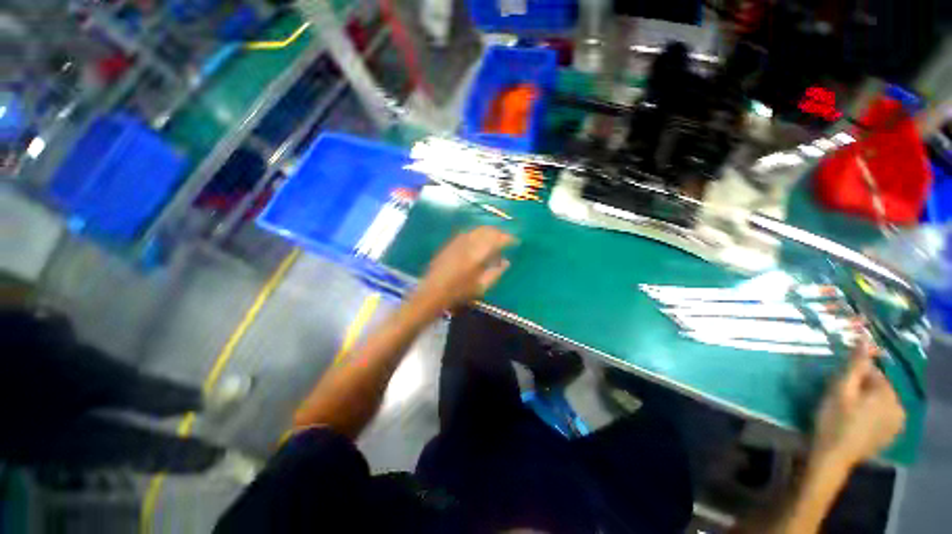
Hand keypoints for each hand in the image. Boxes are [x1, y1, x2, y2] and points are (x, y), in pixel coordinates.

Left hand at [410, 227, 514, 315]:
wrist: (432, 293)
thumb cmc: (458, 293)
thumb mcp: (481, 287)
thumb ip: (496, 272)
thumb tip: (507, 261)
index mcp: (477, 254)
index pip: (497, 239)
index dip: (509, 238)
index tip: (516, 241)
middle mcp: (468, 243)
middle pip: (488, 231)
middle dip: (499, 232)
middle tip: (507, 238)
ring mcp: (458, 241)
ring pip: (477, 229)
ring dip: (489, 231)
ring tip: (495, 238)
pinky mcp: (450, 243)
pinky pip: (468, 232)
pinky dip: (478, 233)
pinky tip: (479, 240)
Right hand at [812, 343, 905, 468]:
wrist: (833, 456)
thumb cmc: (833, 419)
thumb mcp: (840, 389)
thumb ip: (854, 365)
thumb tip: (864, 338)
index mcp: (888, 394)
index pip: (872, 372)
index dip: (853, 377)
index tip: (837, 387)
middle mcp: (899, 406)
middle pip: (878, 387)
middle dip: (861, 390)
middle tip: (840, 400)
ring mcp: (897, 424)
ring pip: (880, 402)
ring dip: (866, 402)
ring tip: (847, 412)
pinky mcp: (890, 435)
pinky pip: (882, 415)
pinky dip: (871, 415)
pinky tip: (857, 423)